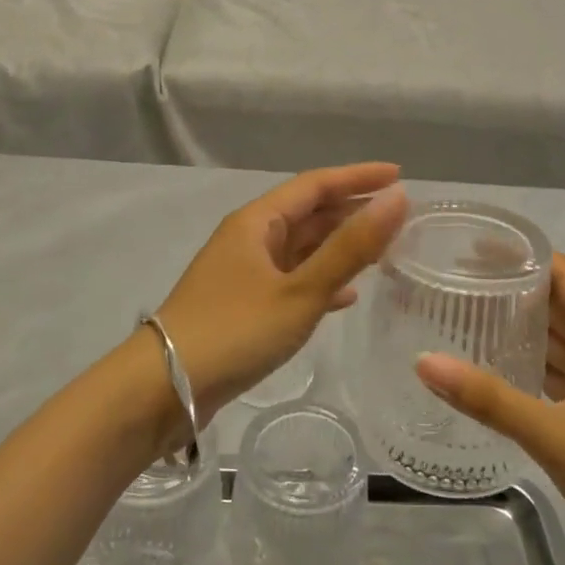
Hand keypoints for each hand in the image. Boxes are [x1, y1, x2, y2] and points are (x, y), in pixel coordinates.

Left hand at [155, 164, 409, 419]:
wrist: (164, 388)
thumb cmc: (235, 331)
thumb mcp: (301, 290)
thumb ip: (351, 247)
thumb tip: (397, 198)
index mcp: (257, 221)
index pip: (316, 184)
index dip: (358, 177)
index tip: (400, 176)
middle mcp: (249, 237)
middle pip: (308, 213)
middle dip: (352, 211)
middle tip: (399, 217)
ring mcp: (244, 272)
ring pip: (301, 248)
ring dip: (340, 247)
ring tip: (383, 251)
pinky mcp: (243, 304)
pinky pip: (292, 279)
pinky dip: (321, 280)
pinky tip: (347, 296)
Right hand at [416, 253, 564, 564]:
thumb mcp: (556, 435)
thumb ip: (490, 399)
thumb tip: (424, 361)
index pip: (564, 273)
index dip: (522, 255)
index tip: (470, 248)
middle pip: (557, 302)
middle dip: (511, 287)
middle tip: (452, 280)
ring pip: (555, 339)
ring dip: (516, 325)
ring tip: (461, 313)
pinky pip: (554, 373)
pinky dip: (525, 362)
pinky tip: (488, 365)